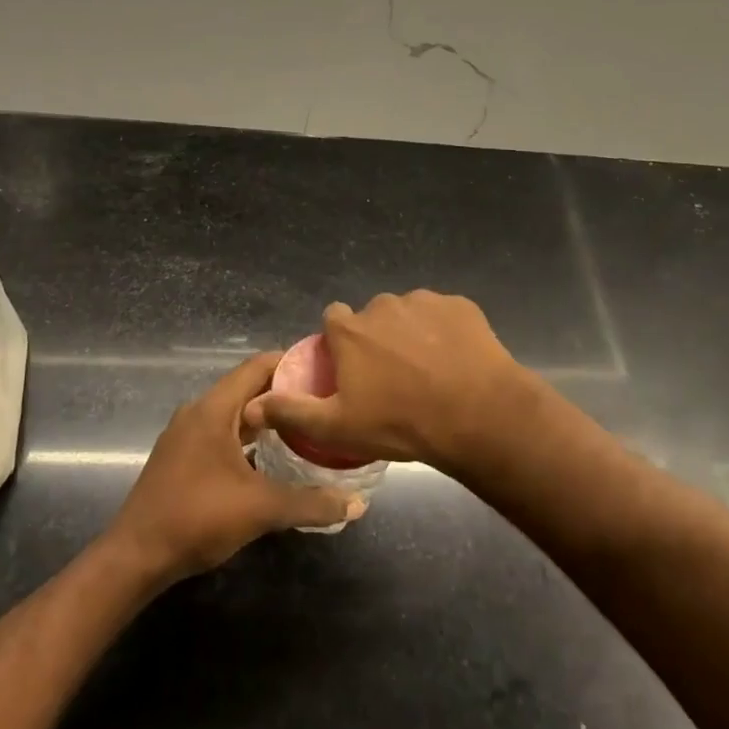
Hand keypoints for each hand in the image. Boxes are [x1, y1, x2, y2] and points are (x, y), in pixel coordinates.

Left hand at [105, 353, 360, 582]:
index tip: (325, 369)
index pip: (256, 367)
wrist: (135, 557)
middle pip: (246, 387)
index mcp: (213, 409)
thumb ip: (310, 503)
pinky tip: (270, 457)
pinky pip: (221, 432)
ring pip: (233, 413)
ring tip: (304, 426)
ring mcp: (185, 435)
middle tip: (323, 401)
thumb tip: (357, 503)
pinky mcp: (181, 457)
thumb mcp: (261, 509)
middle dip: (283, 392)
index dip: (291, 363)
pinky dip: (247, 437)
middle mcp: (197, 412)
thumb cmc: (197, 518)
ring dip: (265, 417)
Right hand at [244, 290, 534, 472]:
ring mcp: (425, 301)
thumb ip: (292, 412)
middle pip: (372, 317)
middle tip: (394, 378)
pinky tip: (456, 361)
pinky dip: (445, 331)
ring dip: (412, 333)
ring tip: (429, 371)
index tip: (353, 370)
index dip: (340, 344)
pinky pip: (444, 315)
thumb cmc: (400, 423)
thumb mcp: (338, 427)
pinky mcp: (460, 305)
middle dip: (378, 339)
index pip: (333, 320)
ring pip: (409, 314)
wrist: (477, 415)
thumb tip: (251, 406)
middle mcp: (383, 305)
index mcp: (350, 329)